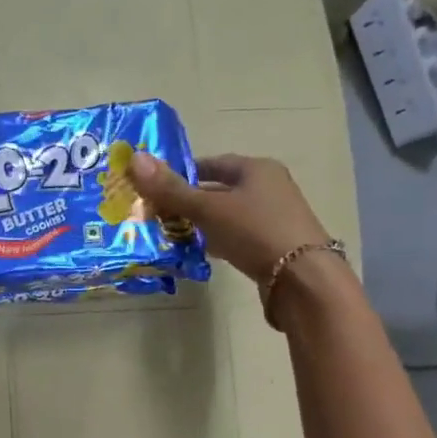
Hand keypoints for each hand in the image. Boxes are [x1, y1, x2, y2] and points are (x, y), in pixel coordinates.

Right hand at [128, 151, 328, 285]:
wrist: (302, 279)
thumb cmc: (255, 231)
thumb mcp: (208, 208)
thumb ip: (171, 189)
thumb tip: (134, 158)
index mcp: (257, 168)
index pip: (213, 163)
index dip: (183, 173)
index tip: (157, 187)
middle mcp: (269, 187)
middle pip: (220, 189)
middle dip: (189, 201)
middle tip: (157, 214)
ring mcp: (275, 218)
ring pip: (228, 215)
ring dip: (202, 223)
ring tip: (172, 234)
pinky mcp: (275, 245)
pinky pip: (238, 236)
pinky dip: (218, 240)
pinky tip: (200, 252)